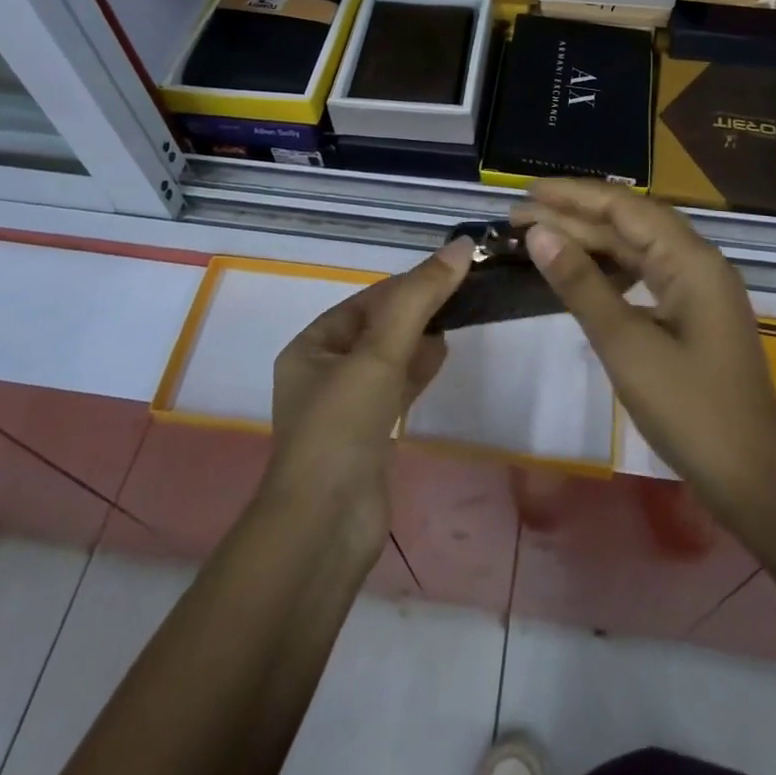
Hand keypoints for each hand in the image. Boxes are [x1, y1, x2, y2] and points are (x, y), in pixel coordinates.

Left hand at [263, 238, 472, 556]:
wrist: (325, 528)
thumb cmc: (343, 426)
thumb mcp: (380, 352)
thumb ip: (420, 298)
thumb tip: (462, 246)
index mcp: (312, 346)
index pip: (368, 300)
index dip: (410, 283)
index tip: (453, 270)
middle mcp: (324, 371)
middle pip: (379, 327)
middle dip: (417, 309)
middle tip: (463, 292)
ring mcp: (345, 407)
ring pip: (389, 358)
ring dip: (420, 338)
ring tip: (459, 317)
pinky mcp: (367, 436)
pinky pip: (395, 389)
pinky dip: (417, 370)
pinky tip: (441, 357)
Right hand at [511, 180, 775, 520]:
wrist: (752, 478)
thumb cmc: (689, 409)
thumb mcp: (626, 345)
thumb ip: (581, 284)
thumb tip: (538, 233)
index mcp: (690, 259)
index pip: (624, 207)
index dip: (573, 195)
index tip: (527, 193)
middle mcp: (698, 262)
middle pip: (630, 222)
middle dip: (575, 215)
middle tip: (520, 216)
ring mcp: (699, 288)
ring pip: (638, 247)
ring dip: (590, 239)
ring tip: (542, 237)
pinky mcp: (694, 313)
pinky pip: (647, 272)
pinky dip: (610, 267)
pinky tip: (582, 271)